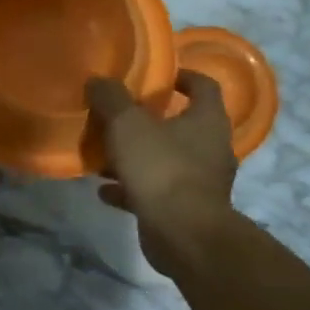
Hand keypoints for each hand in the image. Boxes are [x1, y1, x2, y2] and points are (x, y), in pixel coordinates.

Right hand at [86, 72, 238, 274]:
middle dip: (152, 120)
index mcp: (207, 120)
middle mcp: (211, 148)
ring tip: (105, 154)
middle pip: (183, 125)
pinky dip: (131, 188)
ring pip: (166, 160)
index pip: (204, 86)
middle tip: (122, 115)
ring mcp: (201, 182)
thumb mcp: (128, 125)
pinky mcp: (186, 210)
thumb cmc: (161, 168)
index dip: (184, 76)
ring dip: (137, 156)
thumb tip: (98, 80)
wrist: (183, 234)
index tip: (160, 75)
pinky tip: (104, 190)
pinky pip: (155, 191)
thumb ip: (111, 99)